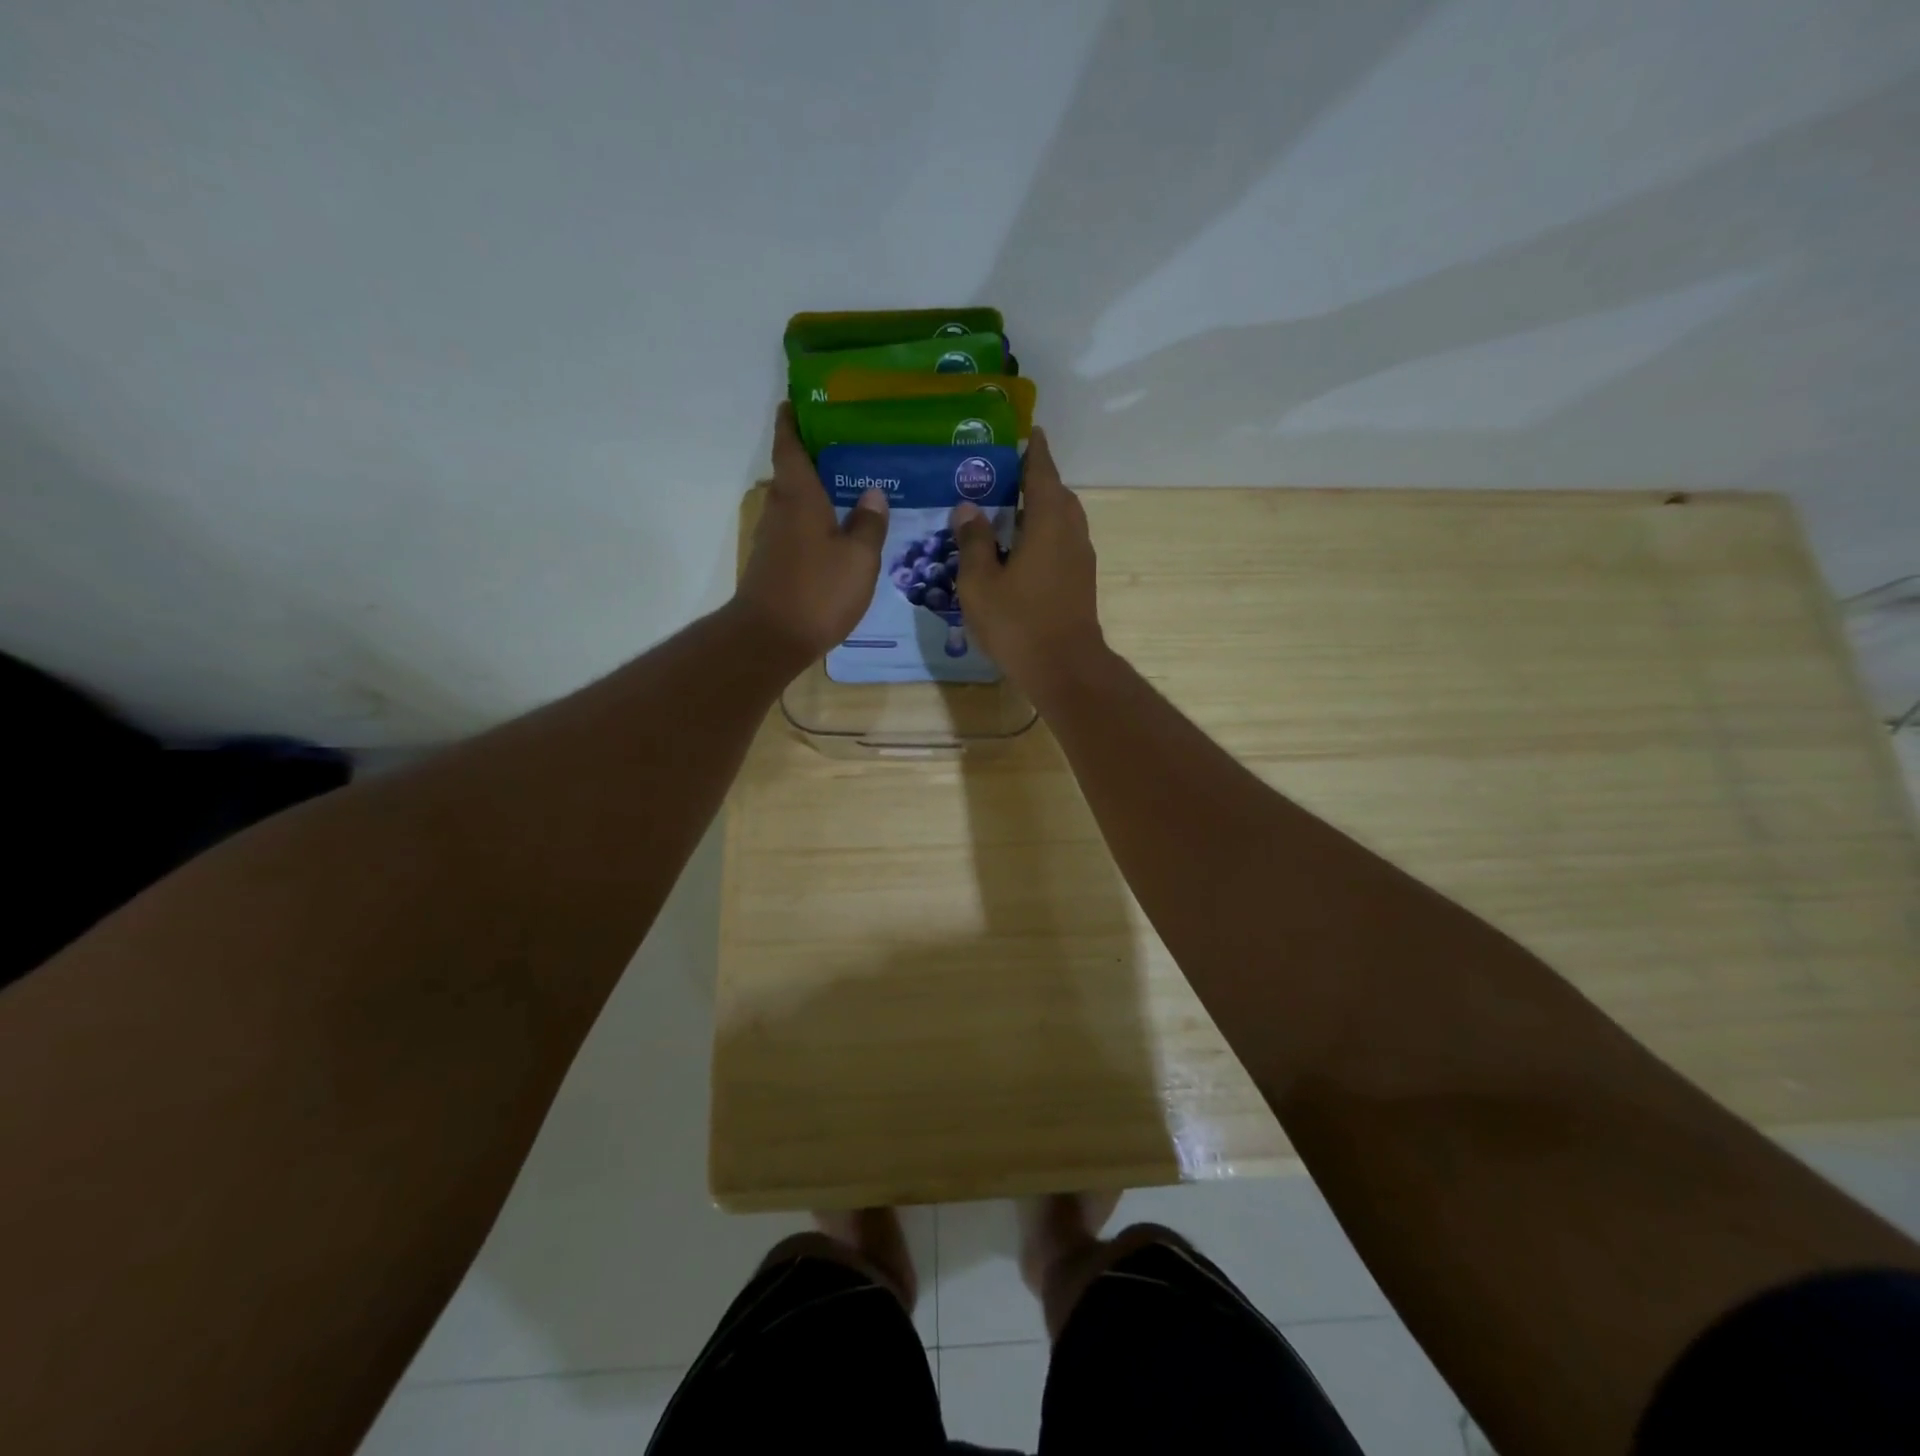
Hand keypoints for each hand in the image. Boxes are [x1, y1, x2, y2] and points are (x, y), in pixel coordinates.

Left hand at [737, 402, 888, 658]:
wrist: (770, 639)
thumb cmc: (817, 591)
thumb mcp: (859, 558)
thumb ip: (869, 524)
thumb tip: (873, 494)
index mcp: (799, 496)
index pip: (790, 445)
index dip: (792, 421)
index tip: (798, 401)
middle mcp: (780, 509)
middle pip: (794, 472)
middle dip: (816, 457)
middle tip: (851, 447)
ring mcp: (774, 538)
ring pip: (796, 503)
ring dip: (818, 492)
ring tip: (853, 489)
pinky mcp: (774, 563)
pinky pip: (798, 529)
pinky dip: (816, 522)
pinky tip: (840, 533)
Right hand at [951, 429, 1103, 688]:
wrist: (1064, 668)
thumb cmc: (1018, 622)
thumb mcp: (980, 582)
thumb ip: (974, 541)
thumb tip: (968, 509)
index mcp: (1048, 522)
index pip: (1042, 473)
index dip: (1034, 451)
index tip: (1029, 432)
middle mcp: (1071, 532)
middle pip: (1057, 494)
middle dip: (1036, 479)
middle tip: (1006, 474)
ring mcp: (1081, 558)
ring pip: (1063, 519)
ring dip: (1042, 508)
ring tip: (1011, 510)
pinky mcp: (1081, 580)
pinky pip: (1063, 541)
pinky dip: (1045, 533)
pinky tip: (1022, 548)